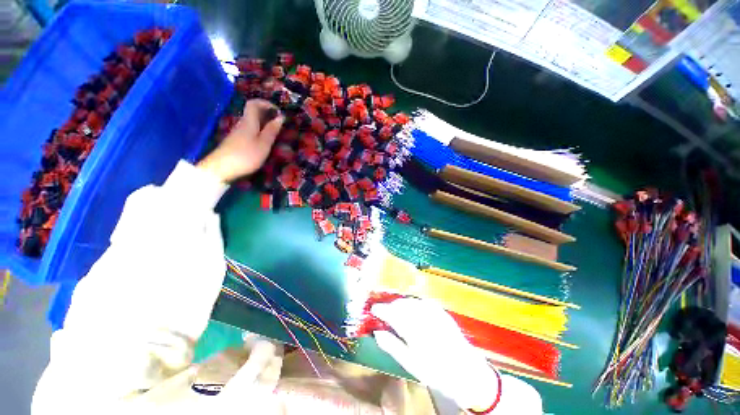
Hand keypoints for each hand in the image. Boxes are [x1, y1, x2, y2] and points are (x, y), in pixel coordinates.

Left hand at [198, 99, 283, 181]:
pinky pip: (250, 130)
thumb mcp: (264, 144)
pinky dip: (259, 131)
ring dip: (264, 123)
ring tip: (275, 132)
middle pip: (253, 112)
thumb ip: (272, 131)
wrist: (221, 168)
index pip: (254, 104)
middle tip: (280, 122)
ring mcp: (238, 133)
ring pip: (252, 122)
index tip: (278, 111)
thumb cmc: (246, 155)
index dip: (266, 103)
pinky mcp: (236, 141)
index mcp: (249, 121)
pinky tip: (264, 140)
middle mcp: (242, 123)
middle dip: (267, 113)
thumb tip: (280, 117)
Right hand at [371, 298, 499, 411]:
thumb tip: (376, 332)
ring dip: (400, 304)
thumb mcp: (411, 364)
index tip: (373, 309)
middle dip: (390, 306)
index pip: (392, 313)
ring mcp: (434, 312)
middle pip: (401, 304)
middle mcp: (423, 316)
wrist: (467, 372)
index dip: (380, 309)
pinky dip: (413, 304)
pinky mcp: (441, 311)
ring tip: (396, 312)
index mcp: (414, 330)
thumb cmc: (436, 372)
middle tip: (383, 313)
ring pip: (411, 301)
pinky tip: (412, 310)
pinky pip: (422, 302)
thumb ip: (392, 346)